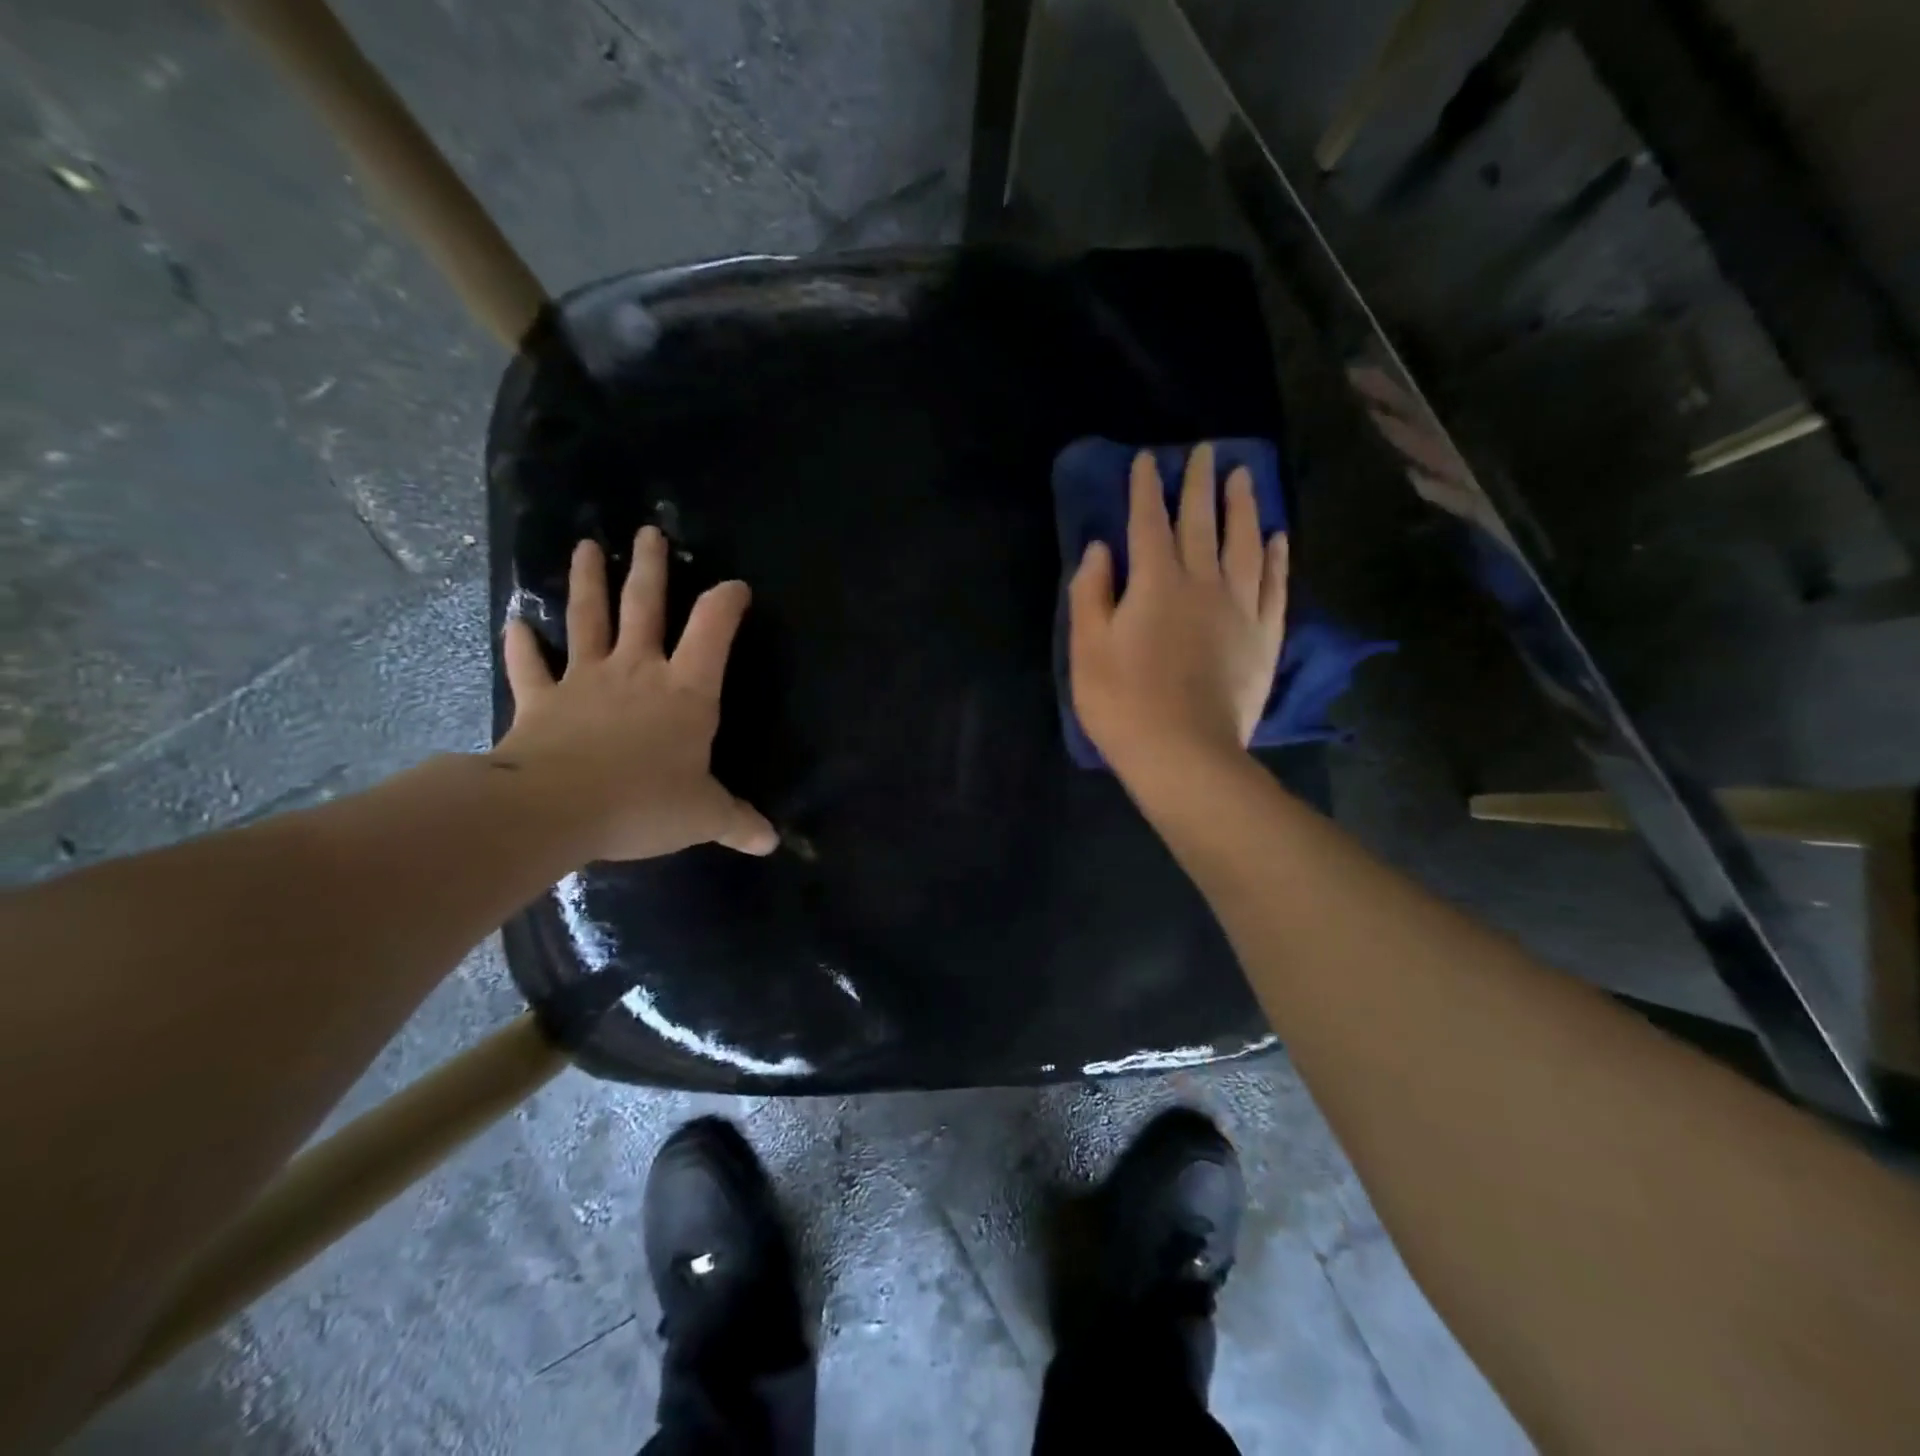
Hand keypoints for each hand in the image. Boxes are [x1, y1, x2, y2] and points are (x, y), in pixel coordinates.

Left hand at [493, 527, 777, 861]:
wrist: (556, 809)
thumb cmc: (644, 802)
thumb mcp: (703, 816)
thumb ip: (738, 822)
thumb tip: (772, 842)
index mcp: (686, 690)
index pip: (714, 630)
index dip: (727, 602)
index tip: (735, 587)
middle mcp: (637, 671)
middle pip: (645, 606)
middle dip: (650, 568)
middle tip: (648, 532)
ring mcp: (584, 680)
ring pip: (587, 619)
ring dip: (587, 582)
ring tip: (586, 547)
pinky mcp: (540, 700)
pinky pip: (529, 666)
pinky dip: (522, 645)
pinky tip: (515, 624)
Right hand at [1068, 444, 1288, 777]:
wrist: (1184, 753)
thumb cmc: (1123, 703)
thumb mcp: (1088, 649)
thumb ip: (1091, 593)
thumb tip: (1100, 548)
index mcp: (1155, 583)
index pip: (1148, 523)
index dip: (1146, 489)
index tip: (1148, 460)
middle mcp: (1202, 583)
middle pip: (1201, 523)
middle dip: (1199, 484)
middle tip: (1204, 452)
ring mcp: (1239, 608)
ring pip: (1244, 544)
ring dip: (1244, 507)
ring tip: (1245, 476)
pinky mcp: (1263, 636)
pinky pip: (1274, 585)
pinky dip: (1276, 558)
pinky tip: (1278, 538)